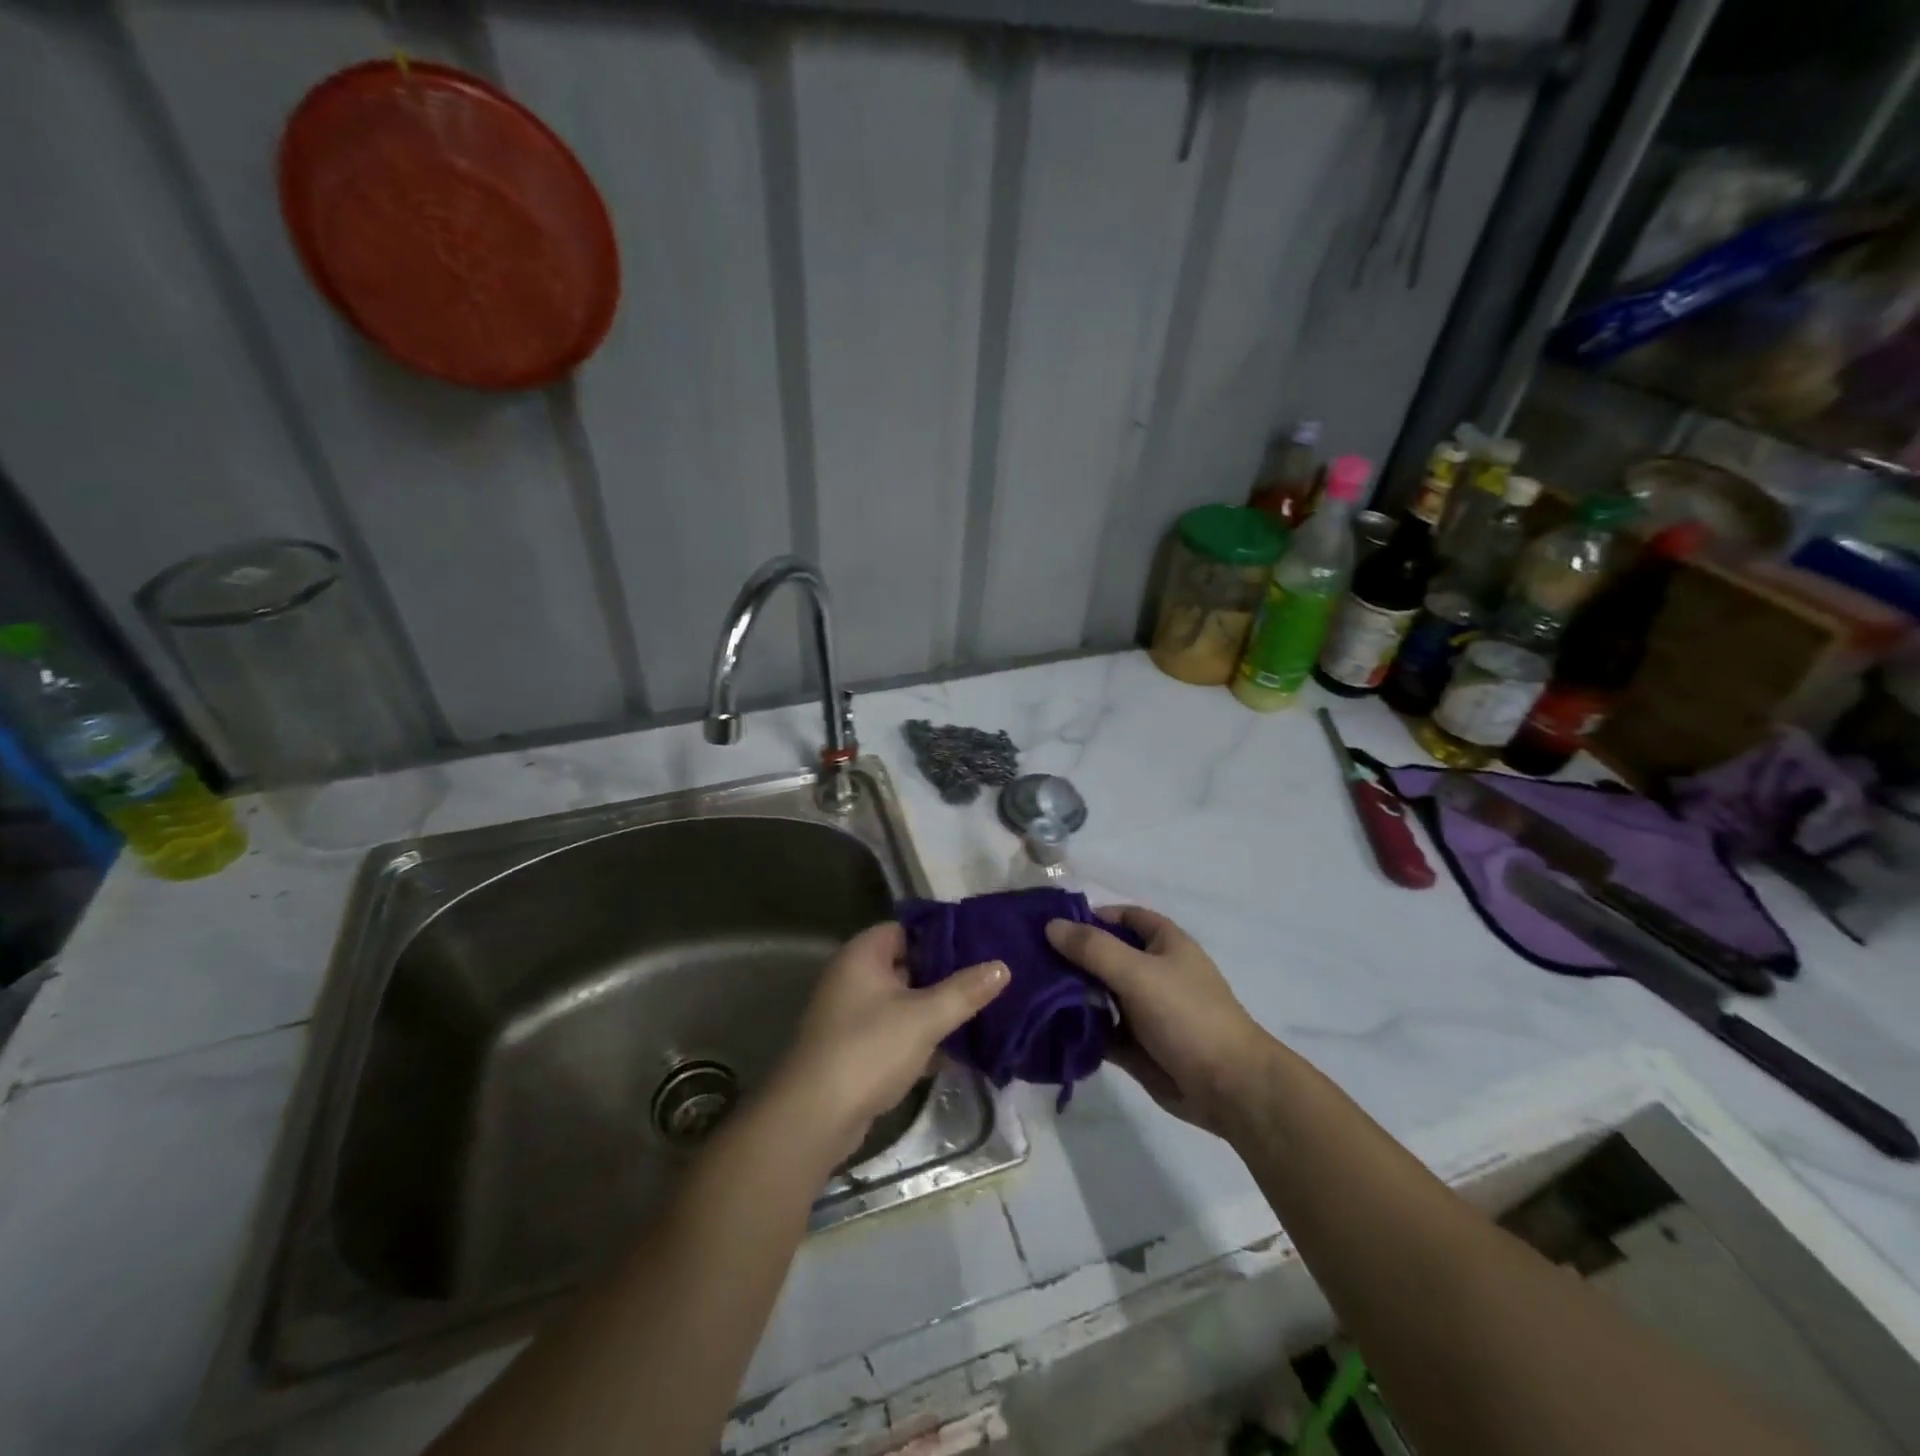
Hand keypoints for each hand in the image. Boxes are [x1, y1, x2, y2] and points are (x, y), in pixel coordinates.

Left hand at [769, 922, 1007, 1166]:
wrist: (814, 1117)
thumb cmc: (869, 1049)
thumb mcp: (924, 1017)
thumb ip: (965, 991)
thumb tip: (1002, 966)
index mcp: (863, 955)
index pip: (907, 929)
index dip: (942, 935)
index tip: (980, 943)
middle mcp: (853, 977)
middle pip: (908, 965)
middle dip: (945, 974)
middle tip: (989, 978)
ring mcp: (852, 1015)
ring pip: (904, 1002)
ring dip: (936, 1009)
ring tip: (983, 1011)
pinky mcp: (856, 1049)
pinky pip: (896, 1032)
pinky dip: (922, 1038)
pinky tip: (958, 1051)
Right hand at [1046, 907, 1275, 1137]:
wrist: (1228, 1088)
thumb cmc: (1187, 1016)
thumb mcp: (1138, 973)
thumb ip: (1093, 948)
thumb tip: (1051, 925)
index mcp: (1164, 943)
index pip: (1122, 916)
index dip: (1090, 916)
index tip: (1050, 925)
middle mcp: (1153, 971)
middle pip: (1105, 955)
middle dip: (1071, 957)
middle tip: (1027, 960)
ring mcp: (1144, 1009)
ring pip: (1099, 993)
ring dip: (1070, 993)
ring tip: (1028, 991)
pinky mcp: (1136, 1044)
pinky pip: (1100, 1029)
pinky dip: (1078, 1027)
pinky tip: (1046, 1026)